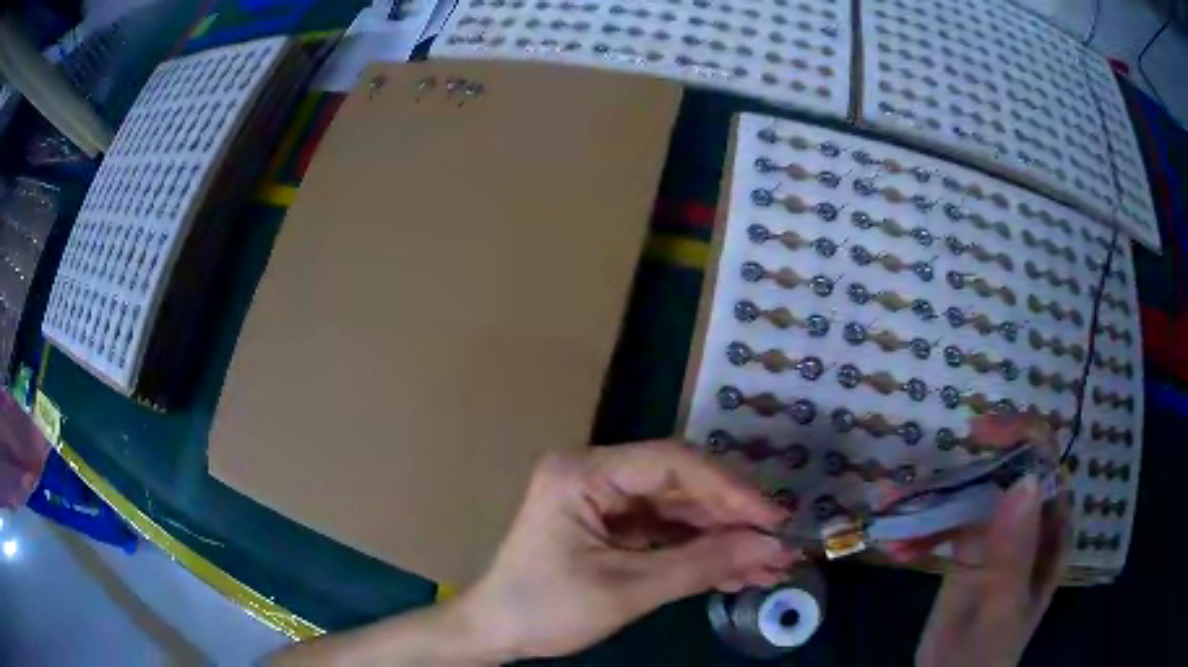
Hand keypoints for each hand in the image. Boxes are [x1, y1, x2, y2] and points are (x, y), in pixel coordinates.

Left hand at [456, 439, 800, 660]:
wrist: (496, 632)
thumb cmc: (545, 609)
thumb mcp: (627, 590)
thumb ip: (701, 565)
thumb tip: (770, 547)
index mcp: (584, 473)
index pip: (672, 463)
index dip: (729, 489)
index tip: (773, 518)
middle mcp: (596, 474)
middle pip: (680, 485)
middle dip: (732, 518)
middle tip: (778, 543)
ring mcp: (604, 501)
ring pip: (679, 510)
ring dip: (722, 538)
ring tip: (767, 564)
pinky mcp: (612, 526)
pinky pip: (666, 532)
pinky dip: (700, 552)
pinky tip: (735, 571)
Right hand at [885, 413, 1072, 666]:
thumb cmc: (984, 653)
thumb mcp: (1001, 607)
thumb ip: (1014, 553)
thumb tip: (1022, 480)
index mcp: (1050, 530)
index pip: (1045, 465)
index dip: (1020, 438)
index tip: (980, 435)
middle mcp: (1027, 523)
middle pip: (1003, 474)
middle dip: (962, 473)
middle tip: (923, 478)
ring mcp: (997, 536)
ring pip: (970, 497)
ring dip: (931, 503)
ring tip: (892, 515)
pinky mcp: (968, 550)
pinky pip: (947, 524)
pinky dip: (920, 529)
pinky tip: (896, 547)